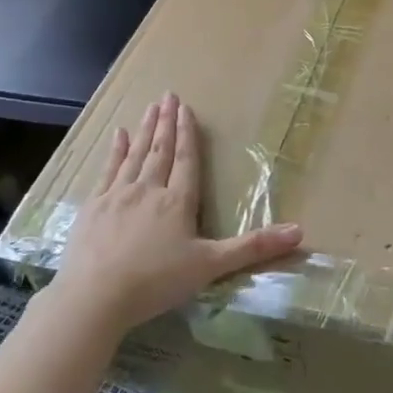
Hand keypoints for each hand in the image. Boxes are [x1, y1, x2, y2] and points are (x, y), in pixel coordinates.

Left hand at [53, 92, 303, 332]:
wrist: (94, 296)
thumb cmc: (156, 282)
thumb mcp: (210, 266)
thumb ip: (253, 247)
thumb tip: (300, 231)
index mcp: (177, 202)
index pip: (186, 161)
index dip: (188, 134)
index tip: (186, 109)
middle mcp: (148, 190)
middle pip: (160, 151)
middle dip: (166, 123)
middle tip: (168, 96)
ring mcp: (117, 196)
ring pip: (135, 156)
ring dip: (144, 131)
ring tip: (150, 108)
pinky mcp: (93, 208)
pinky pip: (107, 171)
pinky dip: (115, 151)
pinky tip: (118, 136)